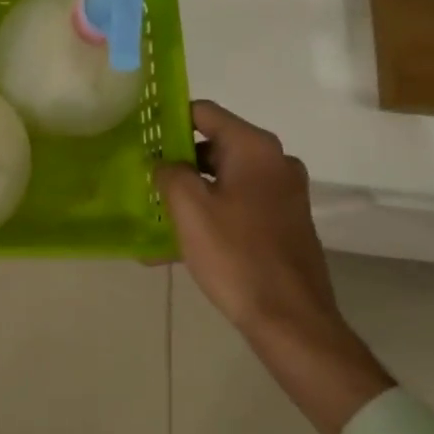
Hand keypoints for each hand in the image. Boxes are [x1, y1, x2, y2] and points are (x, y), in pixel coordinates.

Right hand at [154, 100, 392, 433]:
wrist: (292, 321)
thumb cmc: (236, 255)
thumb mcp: (189, 208)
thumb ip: (169, 172)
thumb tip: (165, 162)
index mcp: (255, 148)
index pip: (204, 112)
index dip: (170, 119)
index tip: (142, 134)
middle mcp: (275, 162)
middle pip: (214, 145)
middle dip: (177, 162)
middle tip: (144, 179)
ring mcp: (284, 194)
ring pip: (224, 179)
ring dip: (190, 194)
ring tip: (154, 217)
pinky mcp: (284, 222)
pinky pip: (238, 206)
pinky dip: (210, 216)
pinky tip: (175, 246)